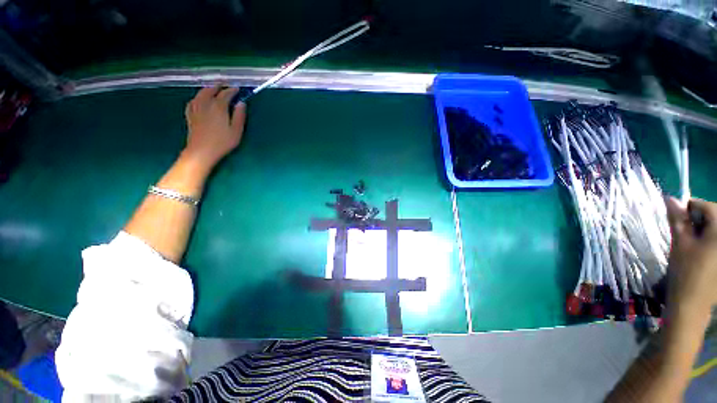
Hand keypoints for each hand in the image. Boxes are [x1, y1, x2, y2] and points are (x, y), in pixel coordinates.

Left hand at [183, 85, 245, 168]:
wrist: (201, 151)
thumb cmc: (222, 142)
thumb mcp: (236, 131)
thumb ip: (239, 116)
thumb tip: (241, 103)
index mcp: (218, 107)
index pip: (225, 94)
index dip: (232, 90)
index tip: (237, 88)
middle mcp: (206, 104)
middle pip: (210, 90)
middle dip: (218, 86)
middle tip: (224, 84)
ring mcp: (196, 109)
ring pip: (200, 94)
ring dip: (207, 89)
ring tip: (212, 89)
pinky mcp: (190, 115)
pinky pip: (193, 101)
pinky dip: (198, 97)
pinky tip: (198, 99)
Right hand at [666, 197, 716, 315]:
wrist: (692, 305)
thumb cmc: (685, 272)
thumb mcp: (680, 244)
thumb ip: (678, 220)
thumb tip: (671, 199)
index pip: (709, 207)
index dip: (693, 207)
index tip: (679, 214)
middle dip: (702, 219)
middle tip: (687, 229)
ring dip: (707, 230)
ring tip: (695, 241)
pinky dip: (711, 241)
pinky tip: (703, 252)